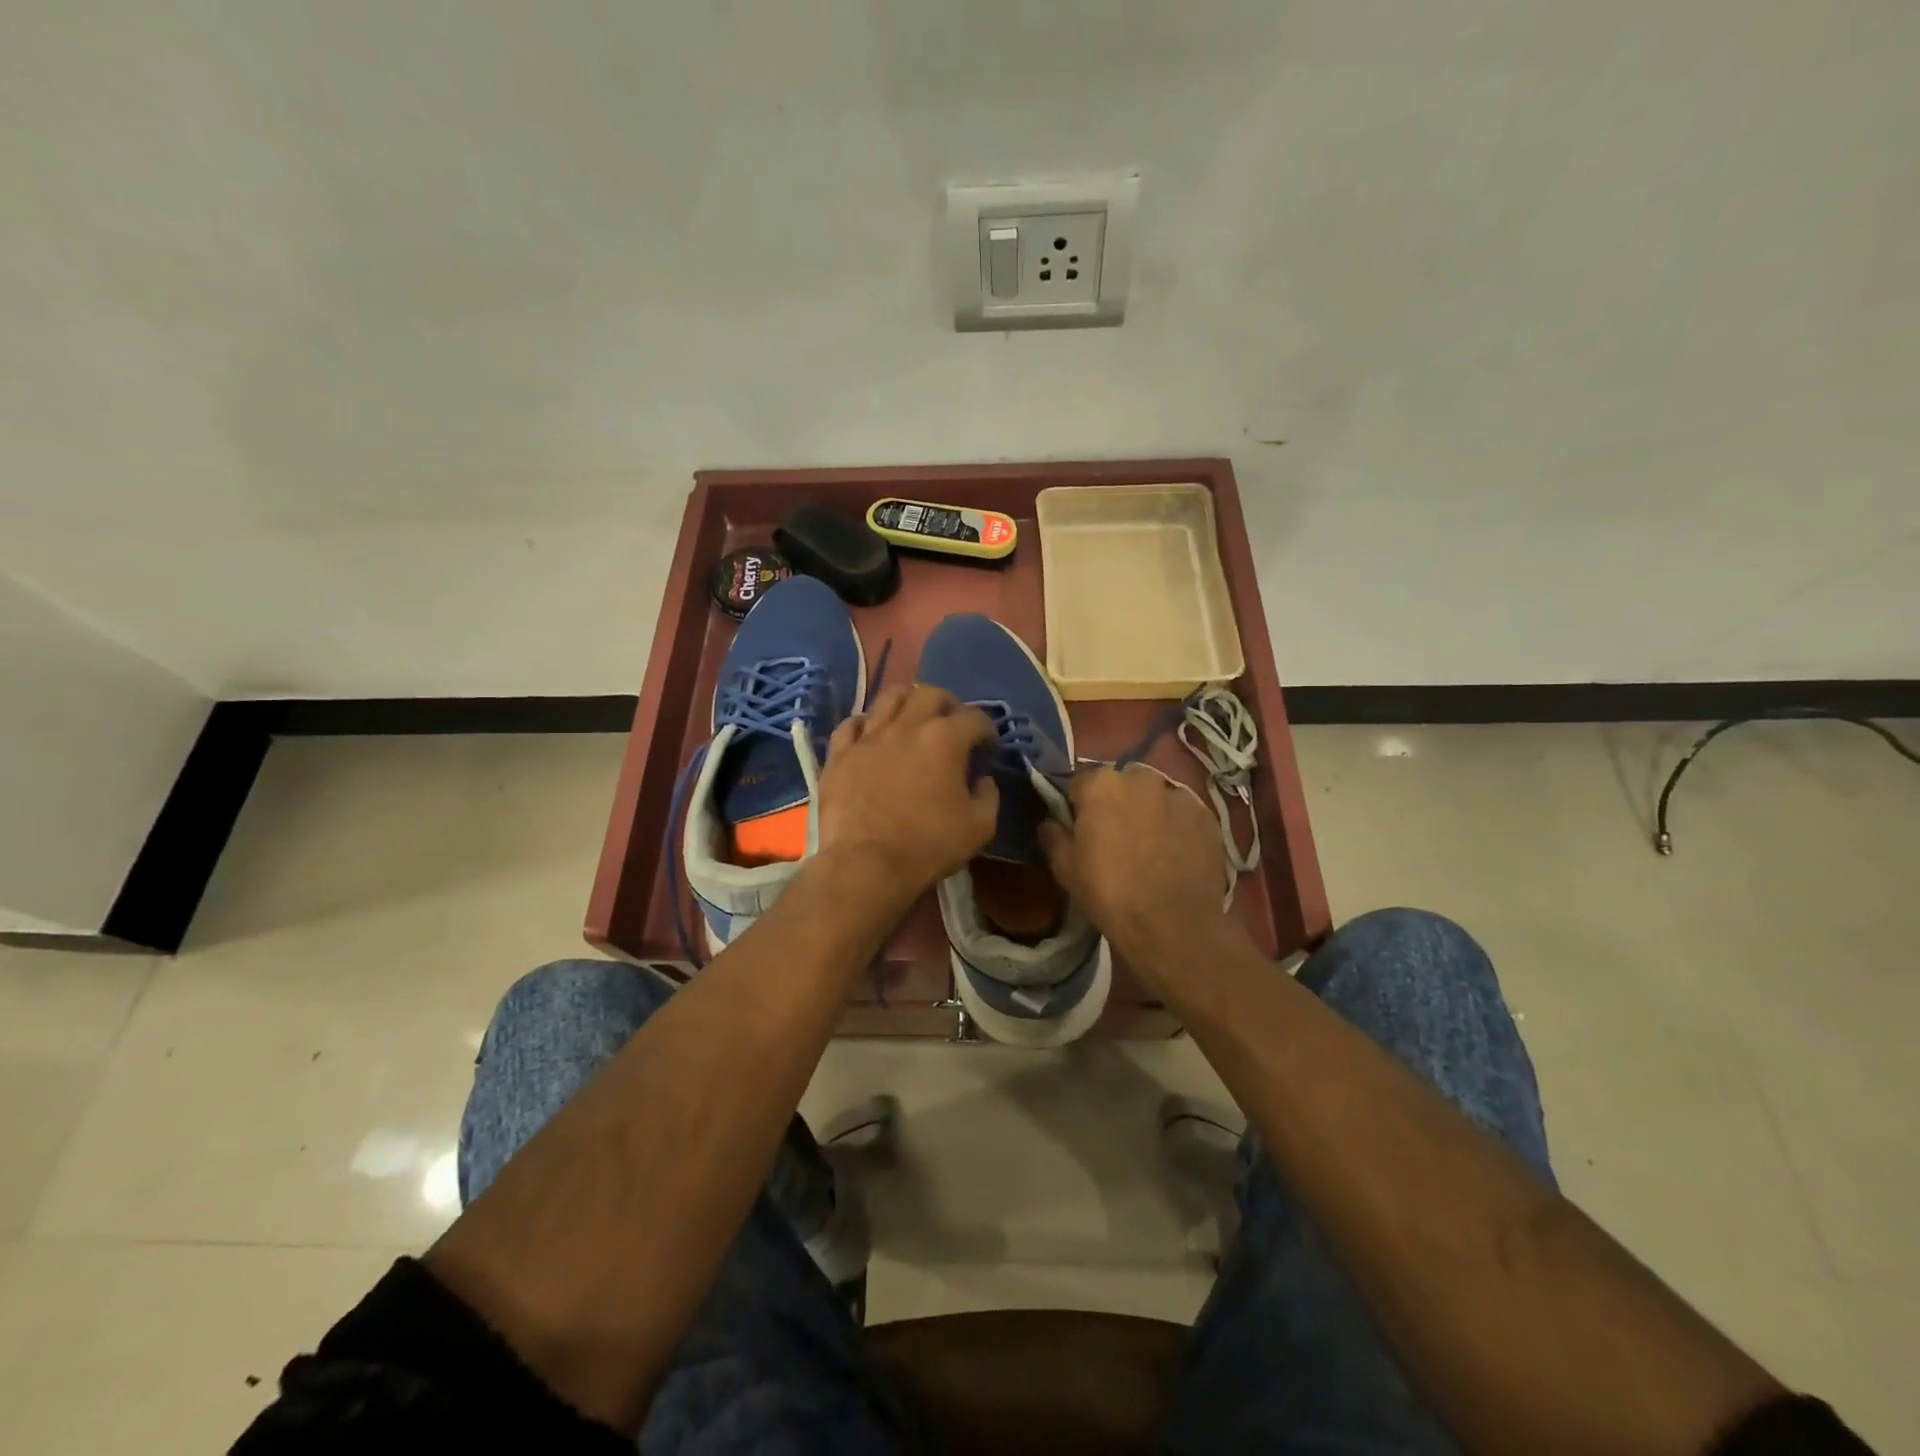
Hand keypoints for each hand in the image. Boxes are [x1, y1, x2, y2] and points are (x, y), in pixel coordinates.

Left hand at [816, 685, 998, 899]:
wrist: (866, 865)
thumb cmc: (928, 846)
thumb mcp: (980, 827)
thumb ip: (989, 796)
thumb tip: (984, 779)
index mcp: (945, 739)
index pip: (975, 717)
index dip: (987, 729)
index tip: (988, 746)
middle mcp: (907, 726)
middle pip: (930, 694)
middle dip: (948, 704)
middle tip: (952, 724)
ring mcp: (869, 737)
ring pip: (889, 698)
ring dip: (908, 703)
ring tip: (913, 719)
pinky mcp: (840, 754)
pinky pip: (851, 725)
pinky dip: (866, 725)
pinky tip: (872, 736)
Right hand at [1038, 763, 1240, 990]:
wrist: (1172, 926)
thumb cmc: (1109, 893)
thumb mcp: (1065, 868)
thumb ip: (1053, 835)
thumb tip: (1050, 822)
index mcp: (1101, 784)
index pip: (1080, 782)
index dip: (1078, 805)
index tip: (1080, 829)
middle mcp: (1141, 778)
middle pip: (1122, 783)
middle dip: (1117, 802)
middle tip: (1115, 836)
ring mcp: (1178, 795)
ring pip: (1155, 795)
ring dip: (1149, 810)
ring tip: (1149, 845)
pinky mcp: (1206, 816)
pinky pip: (1183, 813)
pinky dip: (1176, 825)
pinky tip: (1174, 853)